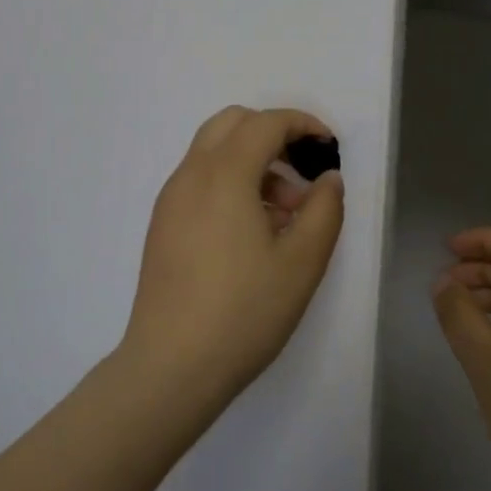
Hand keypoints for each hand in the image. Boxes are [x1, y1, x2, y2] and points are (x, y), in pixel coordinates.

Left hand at [123, 106, 345, 407]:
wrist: (171, 367)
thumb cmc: (244, 311)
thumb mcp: (302, 262)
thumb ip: (324, 210)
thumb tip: (327, 179)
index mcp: (224, 174)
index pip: (265, 123)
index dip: (302, 124)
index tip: (328, 147)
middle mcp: (190, 175)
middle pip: (232, 124)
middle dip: (273, 134)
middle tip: (302, 174)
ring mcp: (171, 200)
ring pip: (213, 152)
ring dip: (252, 161)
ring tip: (284, 215)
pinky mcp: (162, 225)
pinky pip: (200, 181)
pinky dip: (231, 183)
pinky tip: (252, 232)